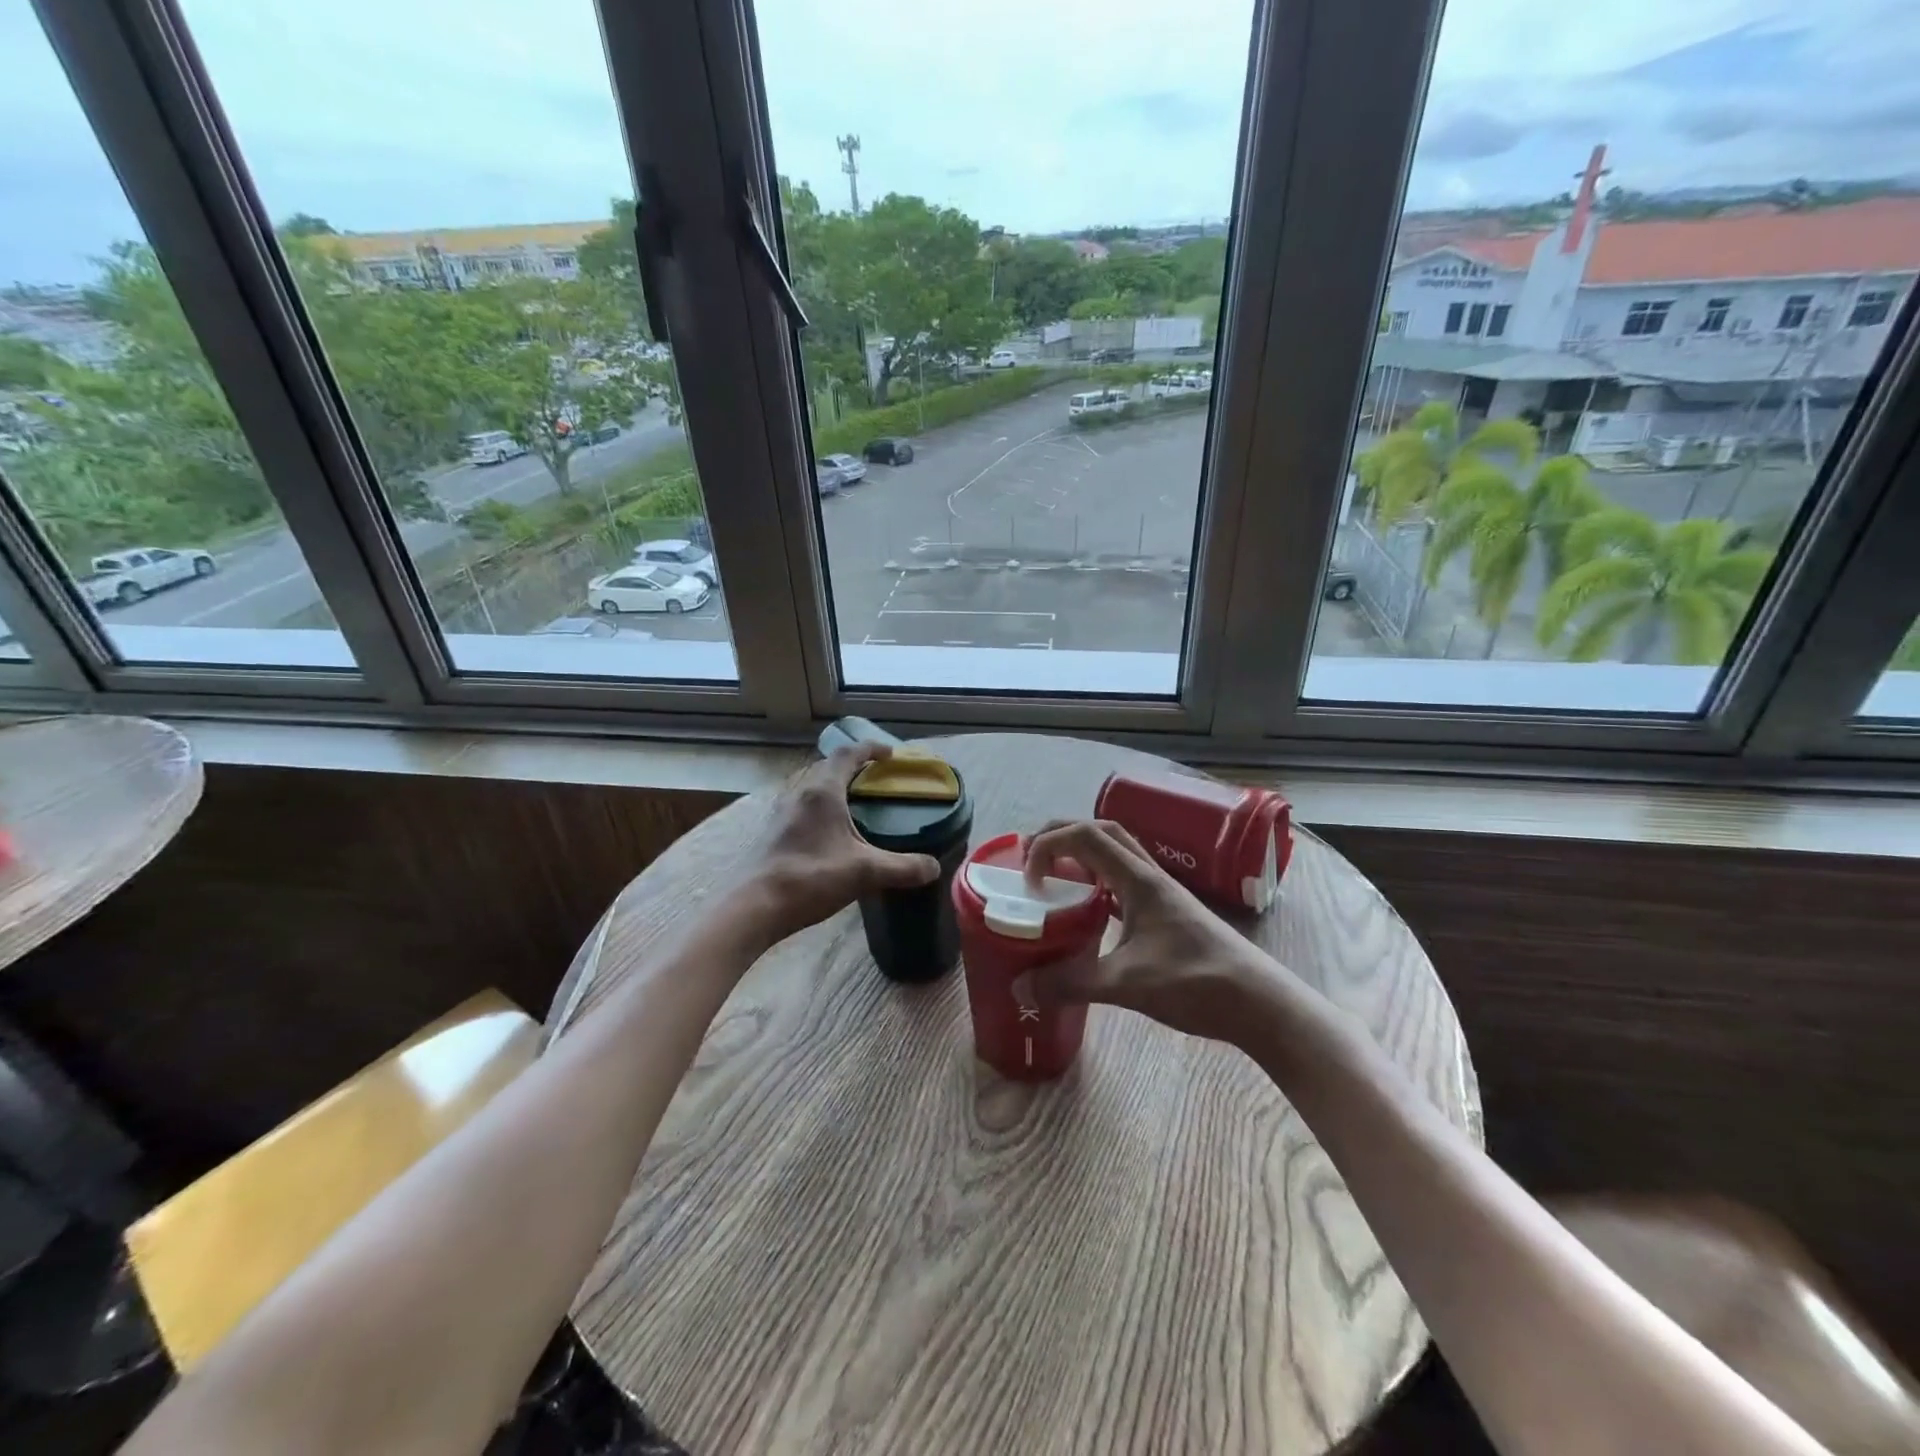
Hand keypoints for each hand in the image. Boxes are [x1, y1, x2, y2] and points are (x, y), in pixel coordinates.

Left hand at [744, 744, 940, 942]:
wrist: (754, 906)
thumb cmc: (810, 878)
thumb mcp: (865, 872)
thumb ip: (903, 867)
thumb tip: (934, 867)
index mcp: (823, 792)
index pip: (848, 754)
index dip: (871, 749)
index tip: (890, 754)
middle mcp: (800, 794)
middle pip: (827, 766)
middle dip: (853, 766)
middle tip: (876, 779)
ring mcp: (782, 813)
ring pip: (812, 787)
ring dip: (834, 787)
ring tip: (856, 804)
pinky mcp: (773, 833)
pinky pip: (802, 807)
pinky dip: (822, 808)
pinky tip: (831, 834)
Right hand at [1016, 818, 1283, 1045]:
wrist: (1260, 1003)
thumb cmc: (1196, 984)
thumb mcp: (1127, 985)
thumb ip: (1072, 983)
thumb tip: (1022, 988)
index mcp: (1139, 880)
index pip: (1086, 836)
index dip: (1049, 845)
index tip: (1028, 878)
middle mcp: (1150, 876)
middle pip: (1102, 832)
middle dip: (1062, 836)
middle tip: (1031, 861)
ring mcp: (1163, 893)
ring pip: (1117, 853)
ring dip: (1082, 856)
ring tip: (1055, 881)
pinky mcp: (1169, 912)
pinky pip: (1125, 881)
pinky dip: (1099, 883)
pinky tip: (1090, 912)